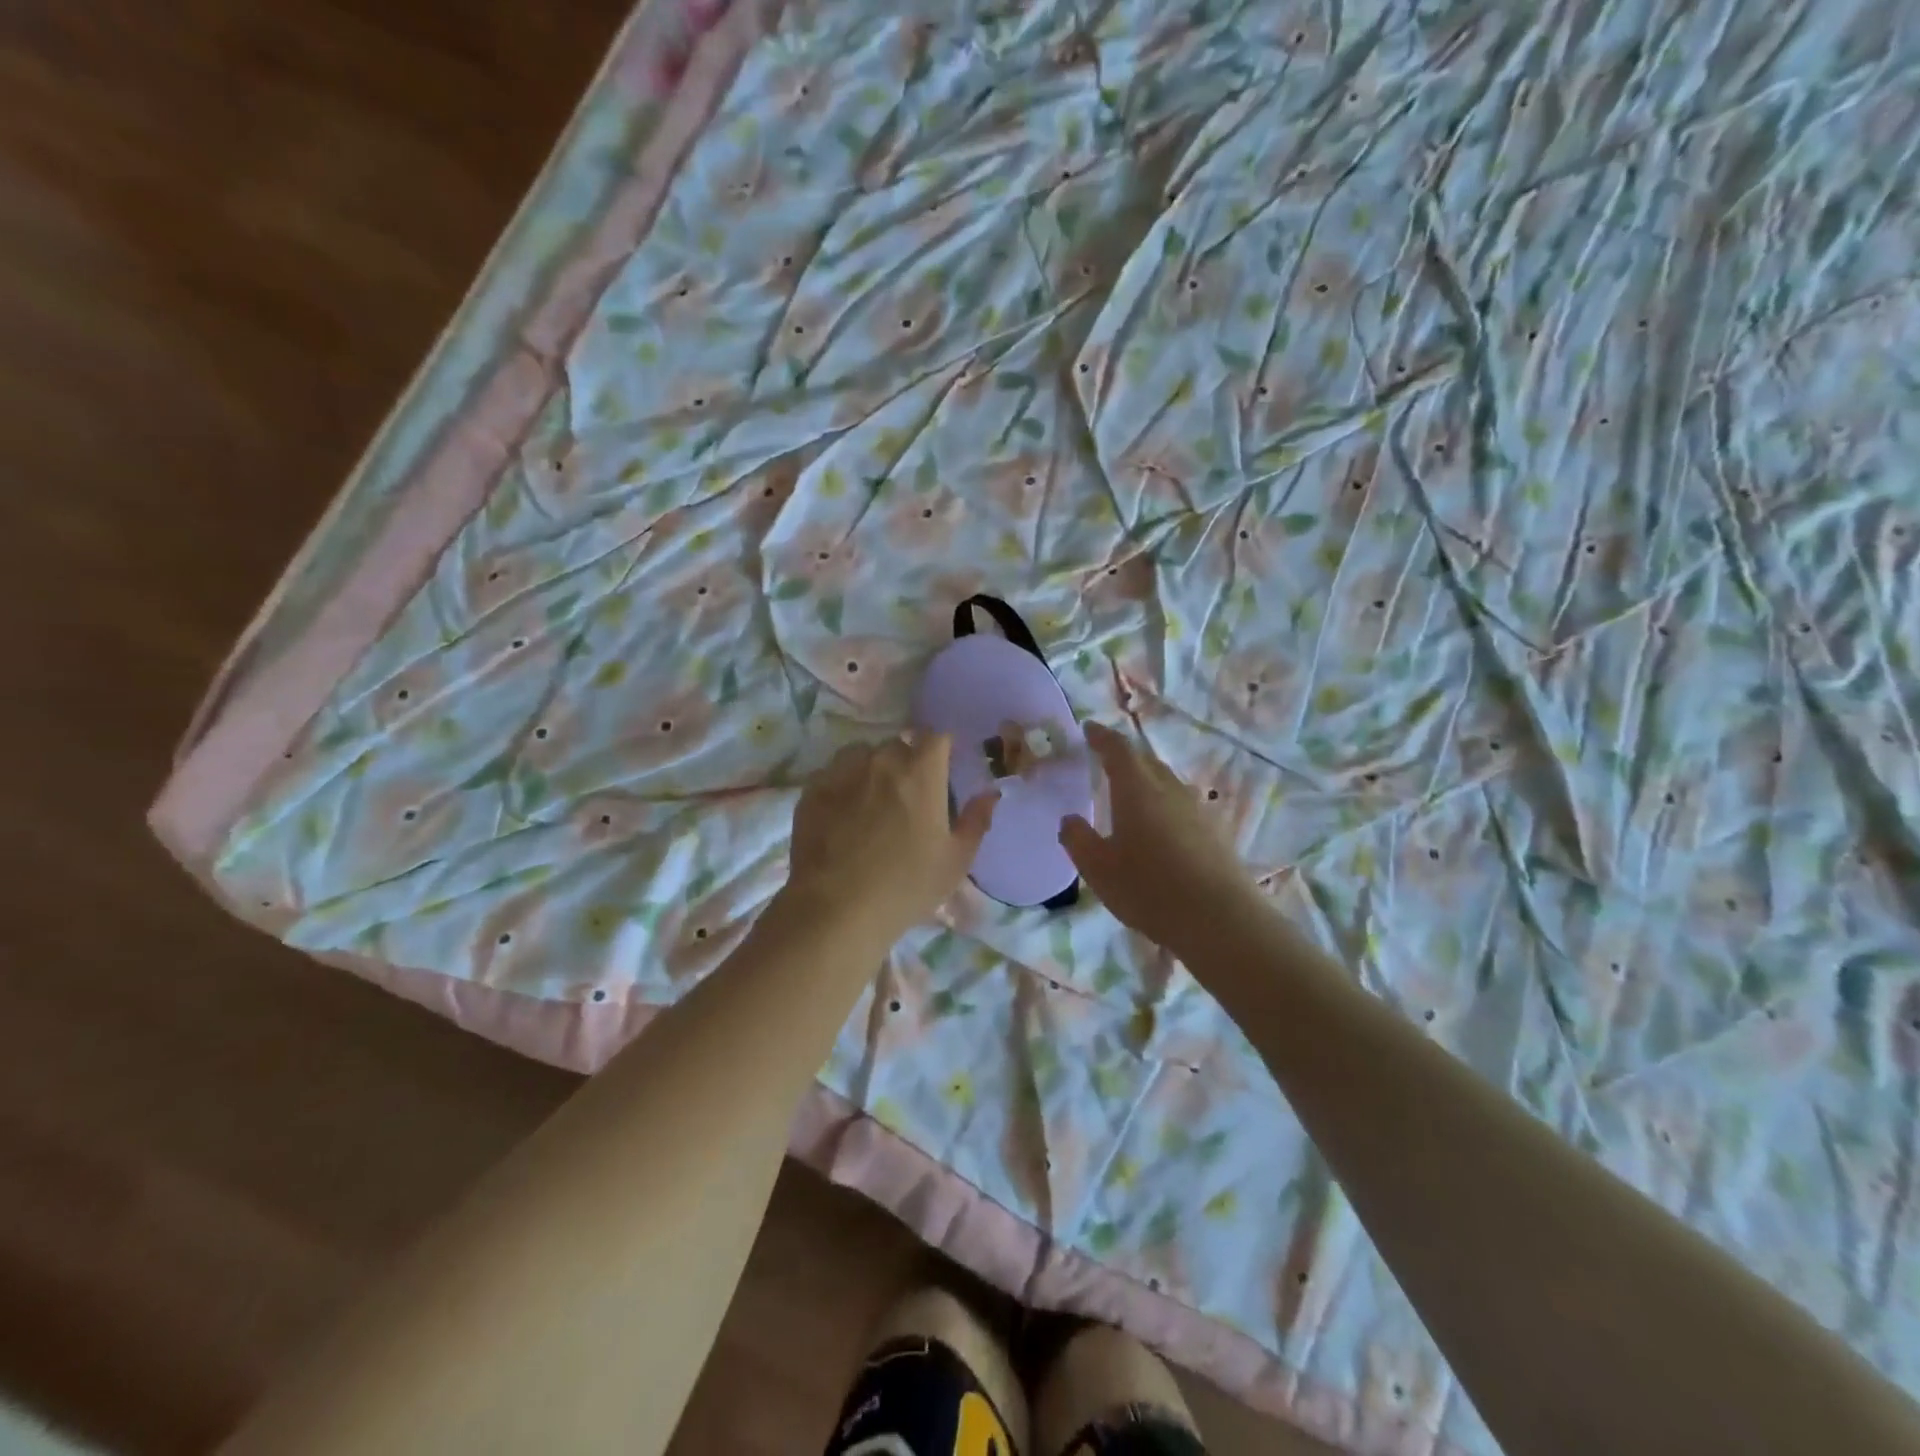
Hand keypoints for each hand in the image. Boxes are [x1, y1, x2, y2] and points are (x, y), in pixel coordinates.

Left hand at [784, 734, 997, 948]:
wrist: (836, 909)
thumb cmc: (907, 886)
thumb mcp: (955, 860)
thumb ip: (976, 820)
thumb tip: (991, 793)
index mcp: (921, 772)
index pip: (936, 737)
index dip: (941, 749)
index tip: (942, 769)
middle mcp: (882, 761)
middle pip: (899, 745)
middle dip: (907, 762)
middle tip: (908, 796)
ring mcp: (842, 772)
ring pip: (862, 754)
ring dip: (872, 769)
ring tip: (872, 801)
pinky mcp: (813, 789)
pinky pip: (833, 773)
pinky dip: (843, 784)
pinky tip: (843, 813)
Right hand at [1059, 722, 1262, 956]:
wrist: (1219, 919)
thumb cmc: (1149, 888)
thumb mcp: (1098, 869)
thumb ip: (1078, 839)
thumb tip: (1069, 819)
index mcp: (1137, 789)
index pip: (1117, 749)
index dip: (1102, 737)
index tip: (1089, 728)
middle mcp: (1169, 789)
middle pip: (1146, 761)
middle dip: (1125, 756)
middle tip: (1106, 759)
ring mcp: (1196, 809)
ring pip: (1167, 782)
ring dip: (1147, 779)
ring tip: (1132, 792)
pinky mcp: (1214, 831)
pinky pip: (1182, 804)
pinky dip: (1164, 803)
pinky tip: (1161, 825)